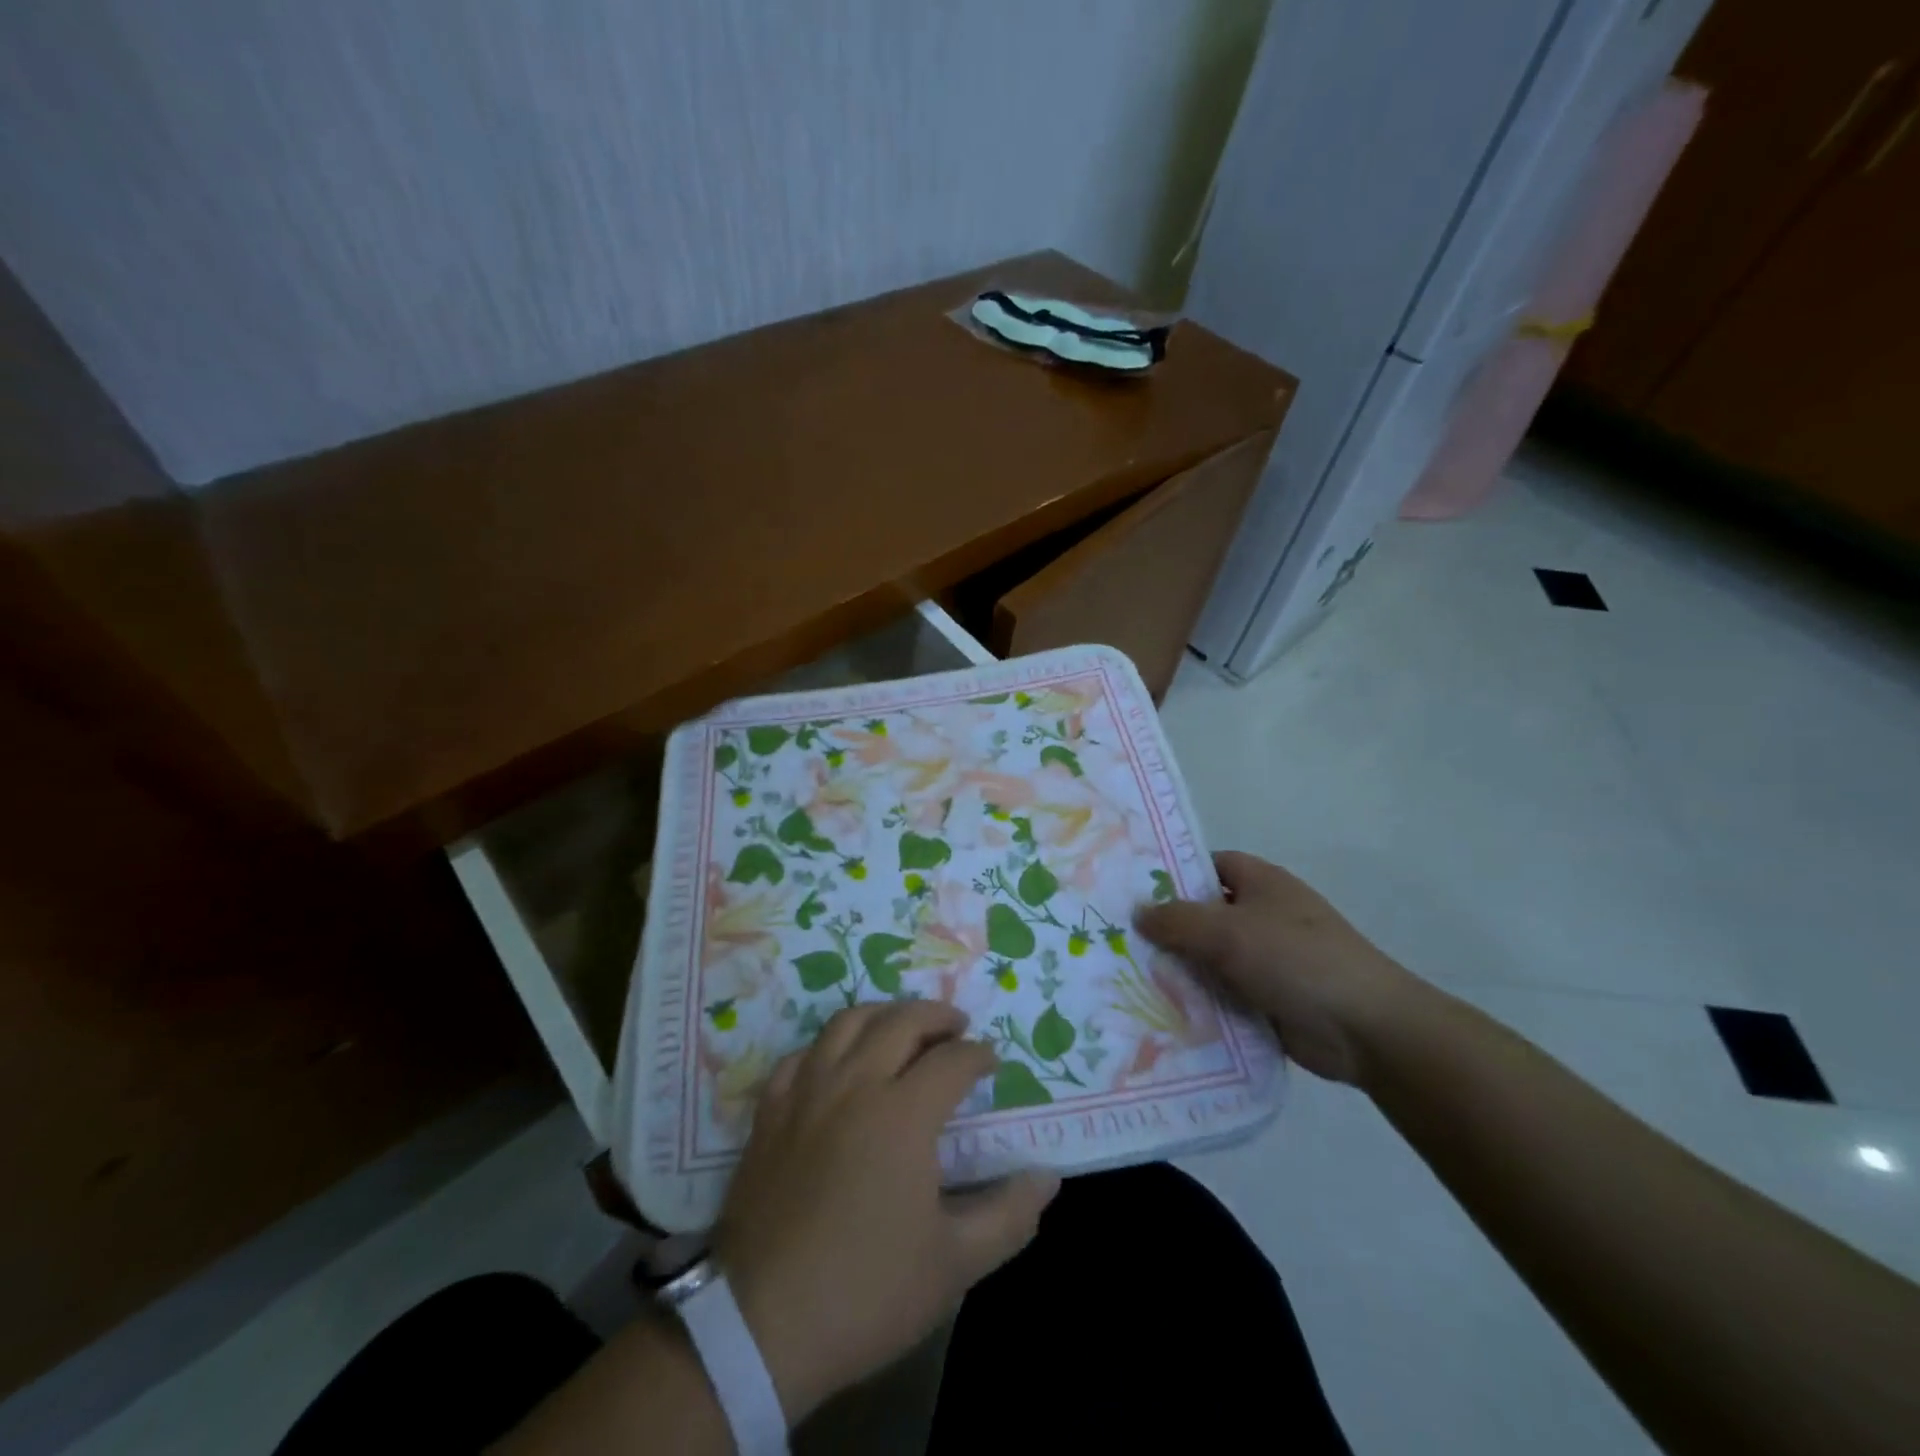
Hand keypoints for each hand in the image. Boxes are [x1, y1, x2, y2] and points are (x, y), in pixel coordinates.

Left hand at [714, 1001, 1058, 1421]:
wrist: (761, 1325)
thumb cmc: (866, 1291)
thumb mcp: (953, 1264)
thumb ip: (1008, 1215)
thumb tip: (1047, 1178)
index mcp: (902, 1113)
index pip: (952, 1061)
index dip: (978, 1055)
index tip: (991, 1063)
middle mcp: (854, 1084)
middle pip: (901, 1021)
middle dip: (937, 1016)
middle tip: (957, 1028)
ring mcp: (806, 1092)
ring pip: (848, 1022)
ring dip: (885, 1014)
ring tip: (904, 1027)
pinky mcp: (770, 1111)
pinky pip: (803, 1054)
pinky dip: (830, 1045)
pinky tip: (839, 1062)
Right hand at [1135, 850, 1416, 1083]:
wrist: (1366, 1029)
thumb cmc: (1295, 960)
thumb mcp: (1227, 931)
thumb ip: (1176, 919)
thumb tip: (1137, 912)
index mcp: (1260, 882)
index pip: (1206, 866)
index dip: (1171, 874)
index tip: (1130, 892)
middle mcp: (1262, 915)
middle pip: (1203, 915)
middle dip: (1166, 929)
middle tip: (1117, 940)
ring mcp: (1267, 959)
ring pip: (1210, 958)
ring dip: (1179, 970)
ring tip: (1126, 978)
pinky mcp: (1269, 999)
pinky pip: (1223, 994)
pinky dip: (1199, 1002)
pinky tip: (1160, 1012)